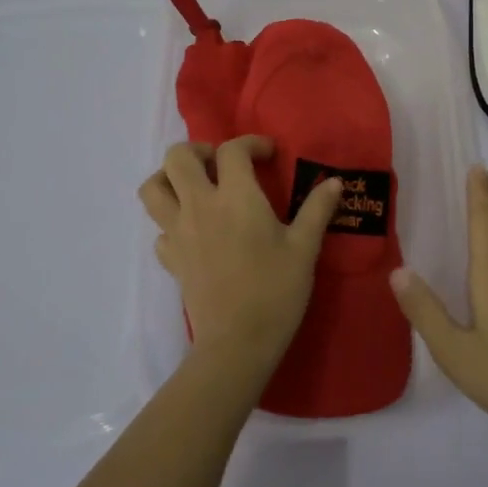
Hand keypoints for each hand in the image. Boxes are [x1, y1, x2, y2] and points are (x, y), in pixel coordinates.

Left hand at [139, 136, 342, 373]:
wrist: (238, 343)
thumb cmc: (276, 290)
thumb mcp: (305, 248)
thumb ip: (317, 209)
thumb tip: (335, 182)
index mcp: (235, 197)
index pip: (232, 150)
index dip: (251, 143)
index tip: (268, 155)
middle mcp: (199, 206)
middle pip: (178, 157)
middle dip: (198, 151)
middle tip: (222, 165)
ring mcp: (178, 232)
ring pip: (152, 188)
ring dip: (169, 179)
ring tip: (195, 188)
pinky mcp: (170, 259)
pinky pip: (158, 228)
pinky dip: (171, 222)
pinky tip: (194, 232)